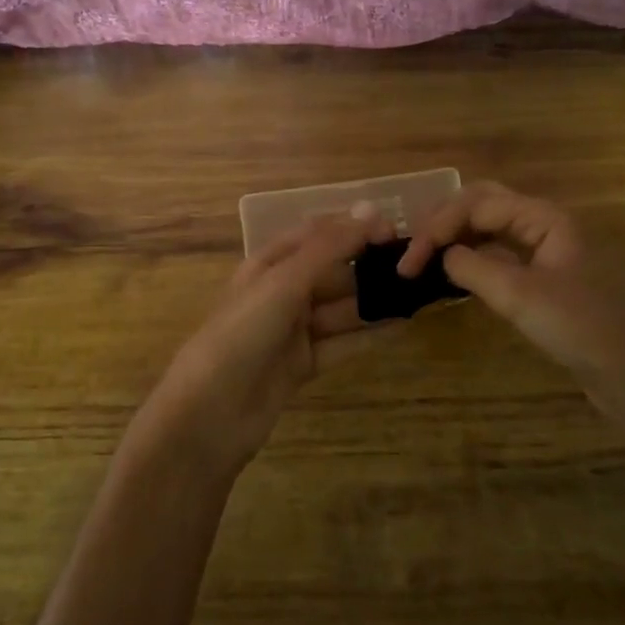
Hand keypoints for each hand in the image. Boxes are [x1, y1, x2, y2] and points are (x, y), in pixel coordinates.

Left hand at [140, 207, 394, 477]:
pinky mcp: (302, 365)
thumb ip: (329, 248)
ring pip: (340, 309)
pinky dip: (368, 334)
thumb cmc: (242, 334)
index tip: (394, 231)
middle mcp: (281, 293)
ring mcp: (292, 331)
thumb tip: (372, 210)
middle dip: (368, 266)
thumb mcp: (284, 283)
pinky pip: (341, 343)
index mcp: (268, 264)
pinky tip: (401, 325)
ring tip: (416, 295)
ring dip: (373, 301)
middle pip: (332, 272)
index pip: (316, 234)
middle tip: (414, 267)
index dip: (353, 228)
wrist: (209, 413)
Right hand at [399, 182, 624, 437]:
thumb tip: (444, 256)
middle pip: (482, 206)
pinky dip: (470, 260)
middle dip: (445, 223)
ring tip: (423, 261)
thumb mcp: (520, 296)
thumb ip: (474, 269)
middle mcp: (542, 224)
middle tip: (413, 252)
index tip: (410, 261)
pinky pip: (497, 255)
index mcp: (543, 217)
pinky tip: (452, 276)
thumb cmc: (580, 327)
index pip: (477, 203)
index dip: (439, 226)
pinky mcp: (542, 277)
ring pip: (488, 230)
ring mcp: (543, 250)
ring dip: (455, 239)